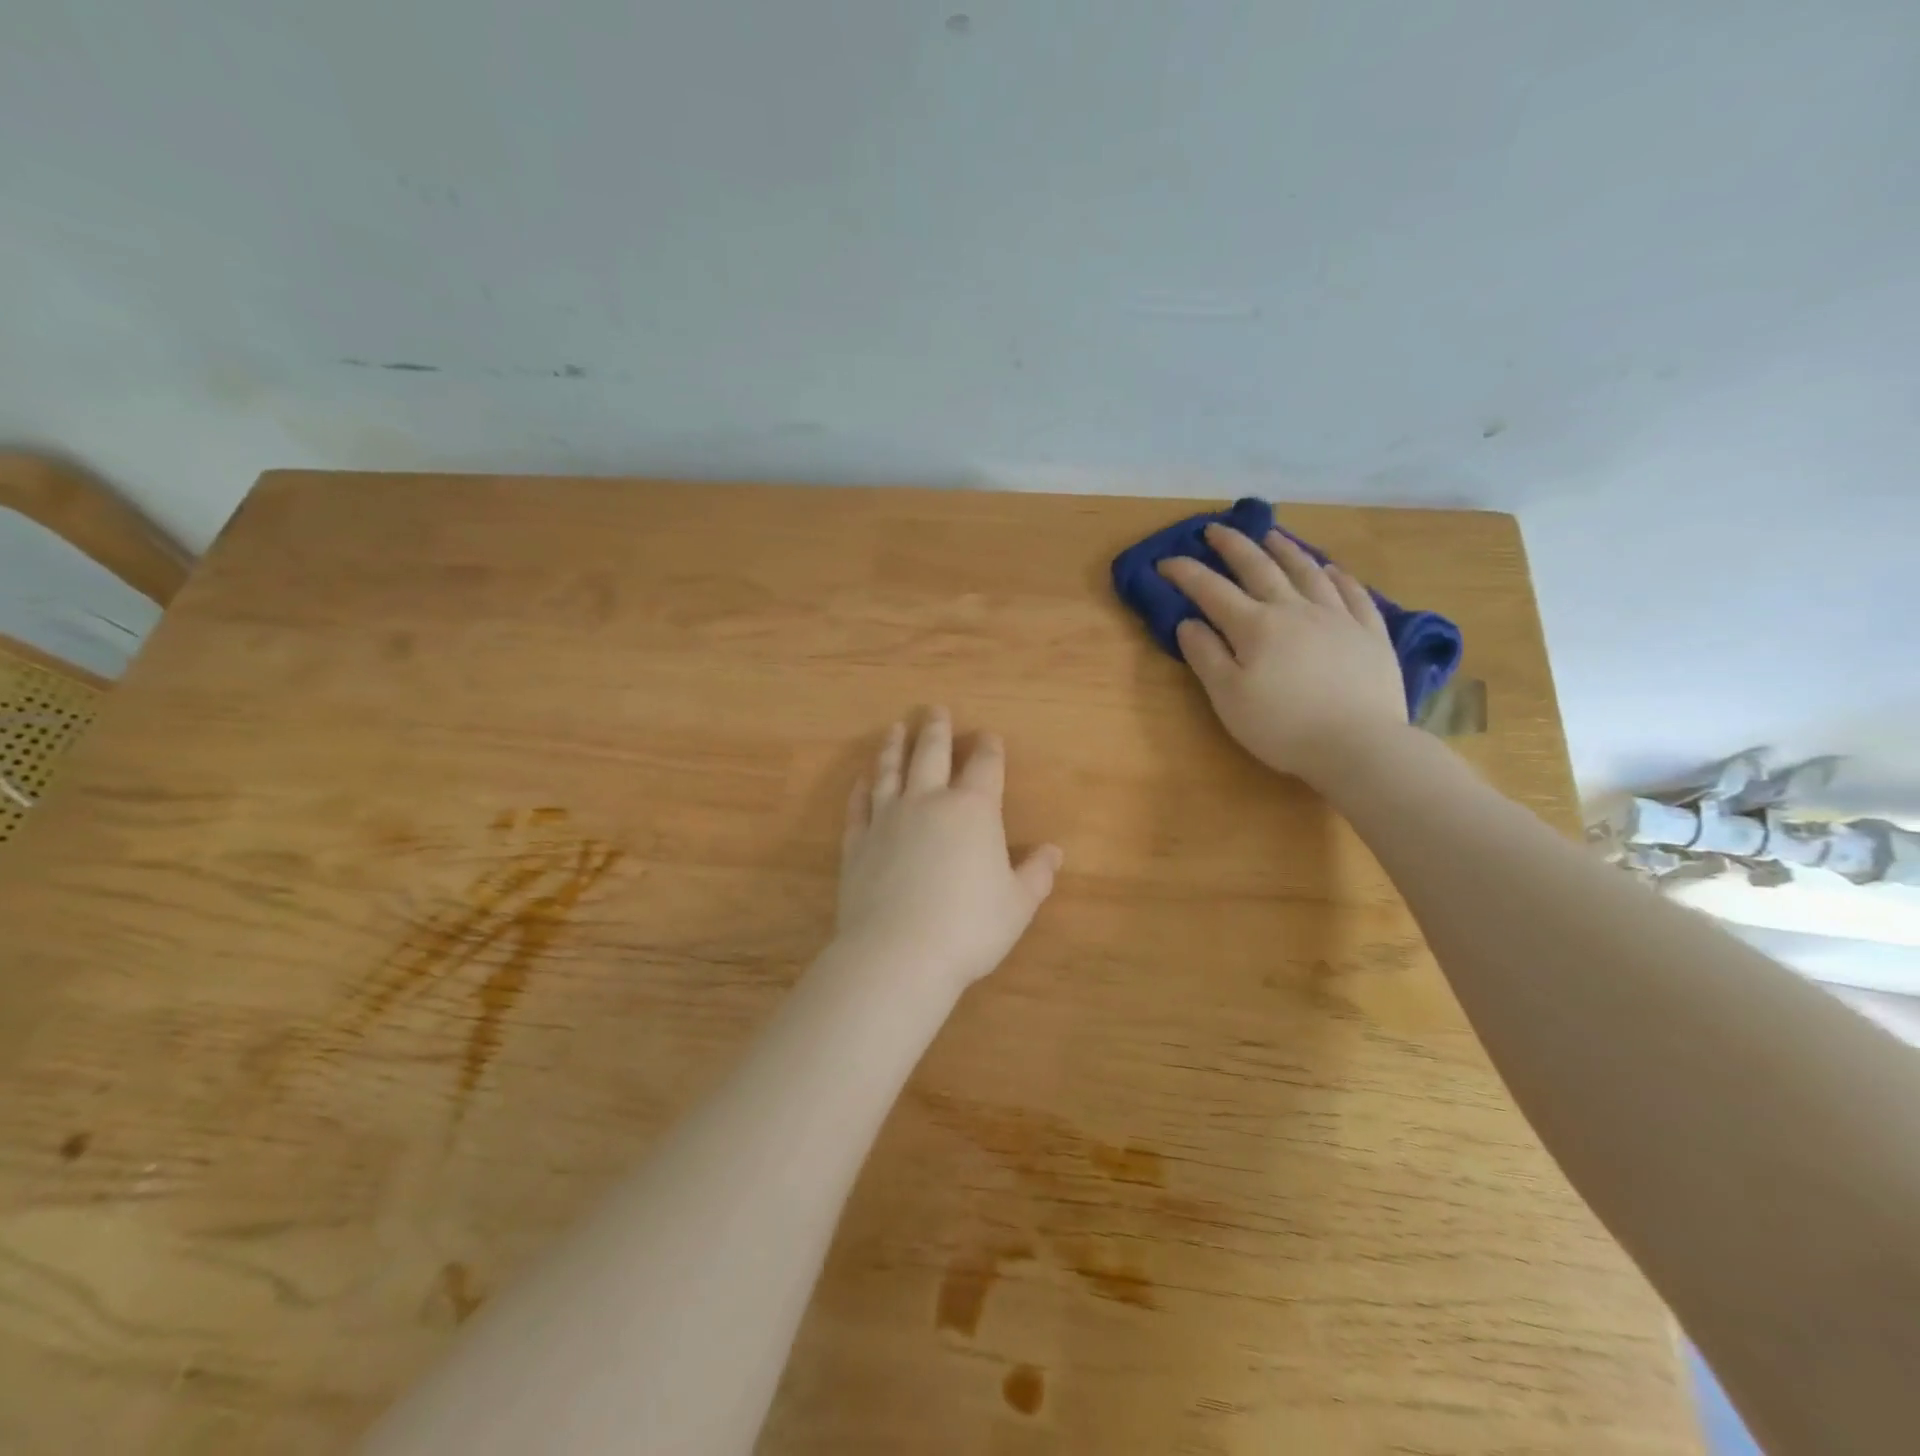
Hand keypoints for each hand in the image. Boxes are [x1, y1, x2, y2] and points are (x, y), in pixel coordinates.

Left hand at [834, 710, 1062, 995]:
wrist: (899, 952)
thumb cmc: (969, 928)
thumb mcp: (1017, 905)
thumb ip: (1036, 874)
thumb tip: (1054, 852)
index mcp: (973, 811)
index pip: (985, 766)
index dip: (990, 748)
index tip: (989, 736)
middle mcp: (928, 802)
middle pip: (932, 754)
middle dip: (936, 729)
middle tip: (934, 710)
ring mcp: (888, 819)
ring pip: (890, 771)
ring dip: (894, 747)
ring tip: (895, 729)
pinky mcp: (858, 842)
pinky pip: (859, 806)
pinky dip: (861, 789)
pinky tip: (862, 780)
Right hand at [1158, 524, 1408, 787]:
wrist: (1360, 744)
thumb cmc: (1282, 726)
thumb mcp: (1229, 697)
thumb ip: (1206, 656)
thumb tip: (1188, 623)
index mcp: (1255, 626)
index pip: (1211, 590)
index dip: (1185, 573)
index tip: (1164, 562)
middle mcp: (1294, 609)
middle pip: (1260, 567)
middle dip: (1233, 546)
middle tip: (1216, 529)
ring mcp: (1337, 617)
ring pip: (1307, 571)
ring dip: (1285, 549)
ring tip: (1271, 535)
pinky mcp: (1369, 633)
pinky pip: (1353, 593)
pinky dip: (1337, 576)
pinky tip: (1331, 568)